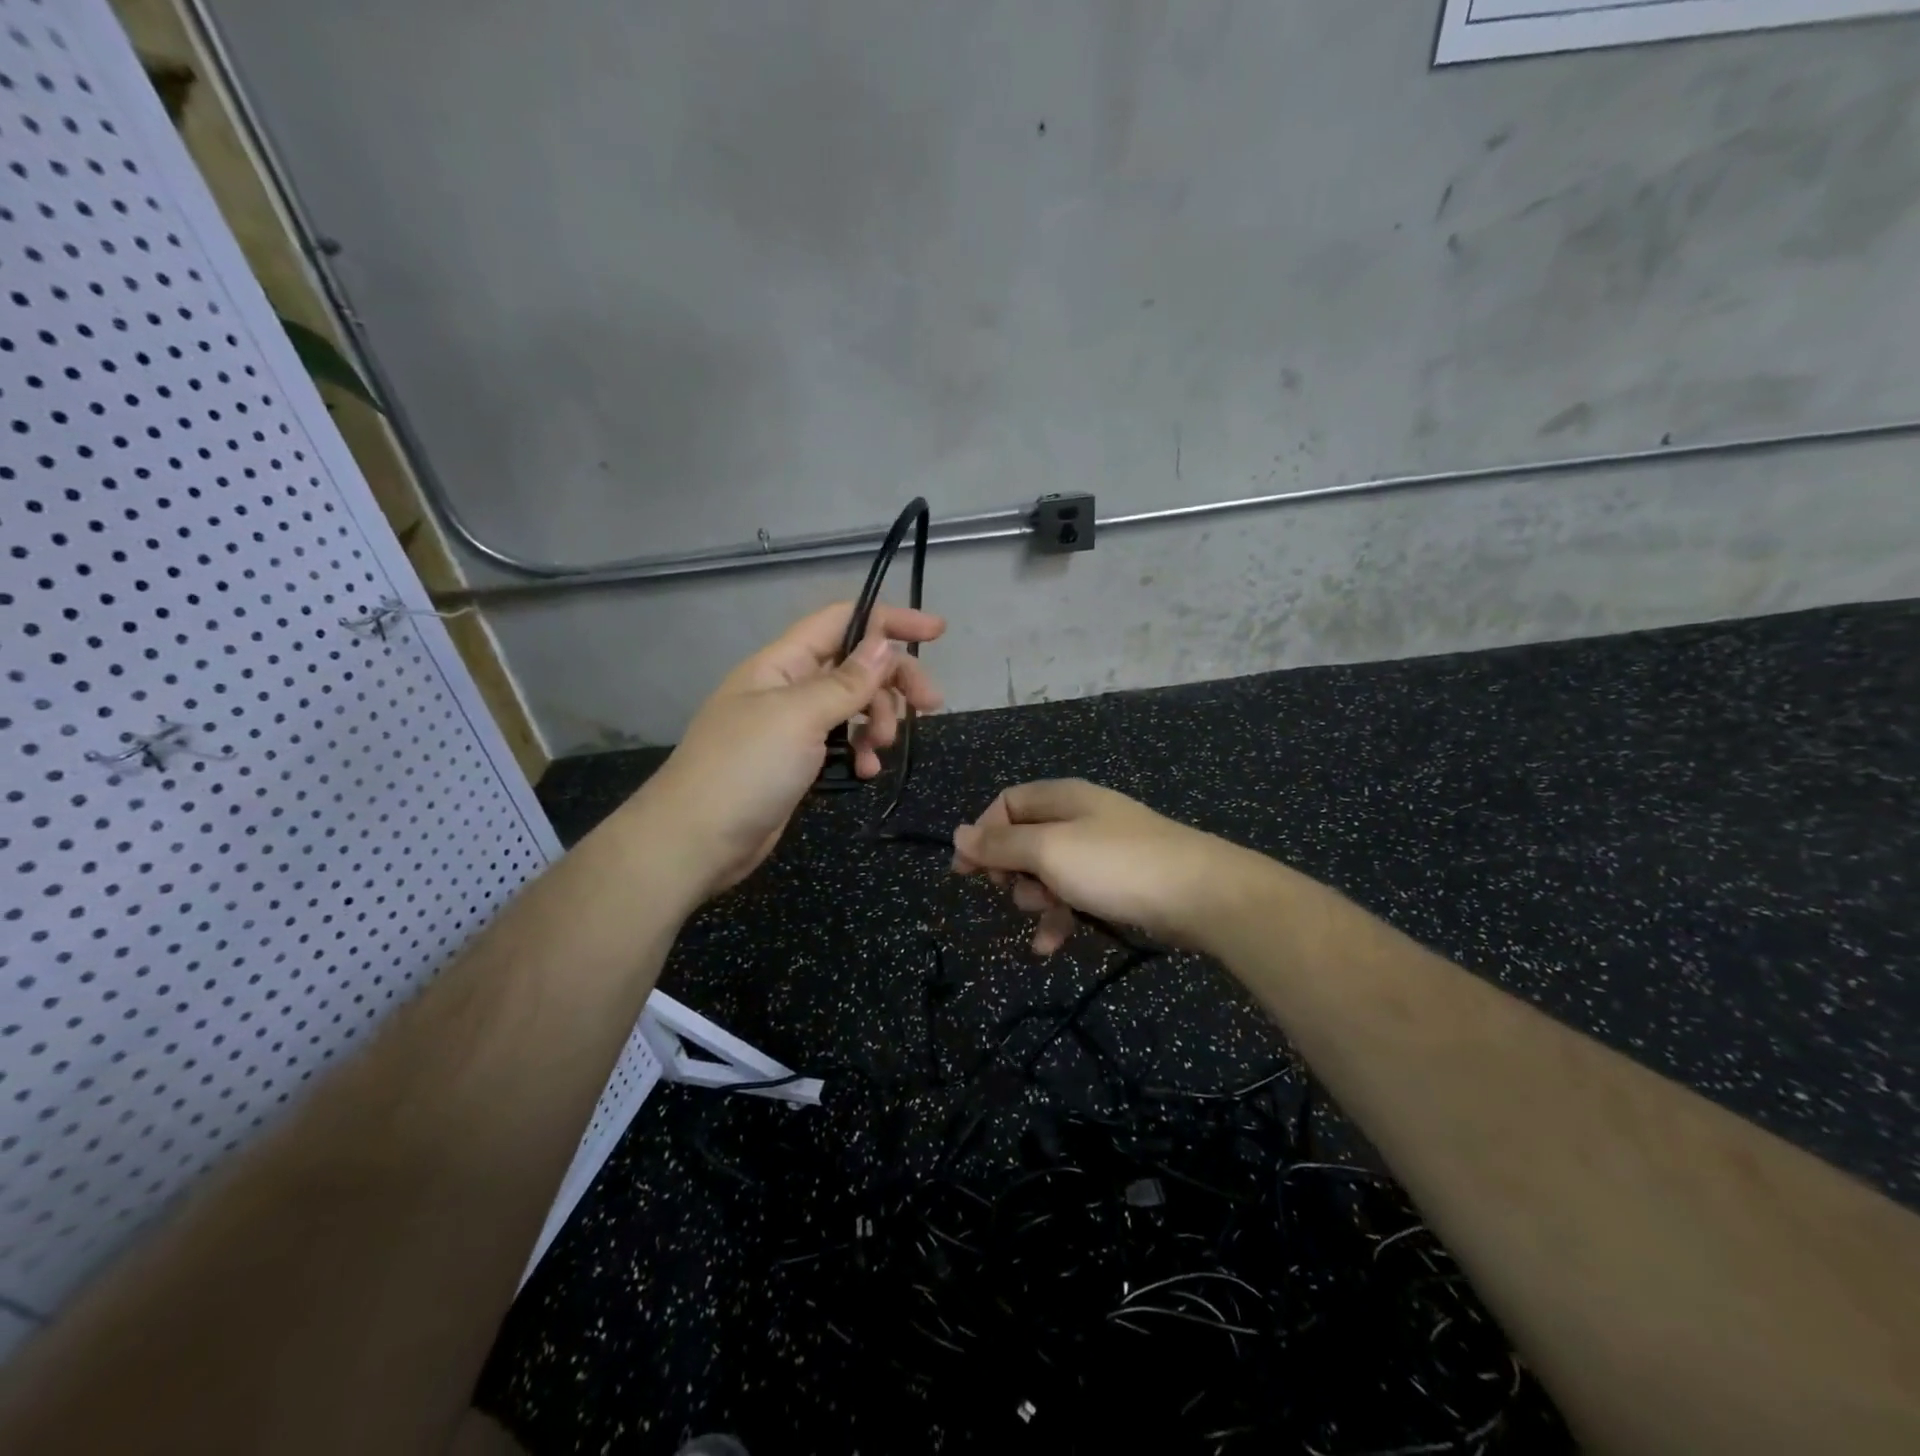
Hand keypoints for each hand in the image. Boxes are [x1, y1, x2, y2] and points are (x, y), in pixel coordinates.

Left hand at [638, 602, 944, 899]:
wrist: (695, 842)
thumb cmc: (744, 769)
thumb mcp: (799, 716)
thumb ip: (847, 681)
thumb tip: (885, 643)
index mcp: (782, 662)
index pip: (843, 622)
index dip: (890, 621)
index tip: (938, 632)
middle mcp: (790, 687)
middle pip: (856, 666)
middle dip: (894, 682)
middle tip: (930, 706)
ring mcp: (794, 727)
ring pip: (855, 708)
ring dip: (879, 723)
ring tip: (880, 751)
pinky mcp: (799, 763)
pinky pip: (843, 744)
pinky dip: (860, 753)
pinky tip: (866, 773)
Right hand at [951, 780, 1254, 954]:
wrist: (1201, 895)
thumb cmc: (1116, 866)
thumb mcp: (1049, 852)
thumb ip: (1002, 845)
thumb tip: (959, 833)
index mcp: (1062, 798)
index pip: (1006, 804)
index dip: (982, 835)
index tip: (965, 872)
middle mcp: (1079, 818)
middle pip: (1025, 840)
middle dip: (1012, 871)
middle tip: (1012, 893)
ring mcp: (1101, 851)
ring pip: (1048, 873)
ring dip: (1036, 899)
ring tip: (1044, 919)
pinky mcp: (1118, 882)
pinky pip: (1075, 895)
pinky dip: (1061, 917)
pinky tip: (1052, 946)